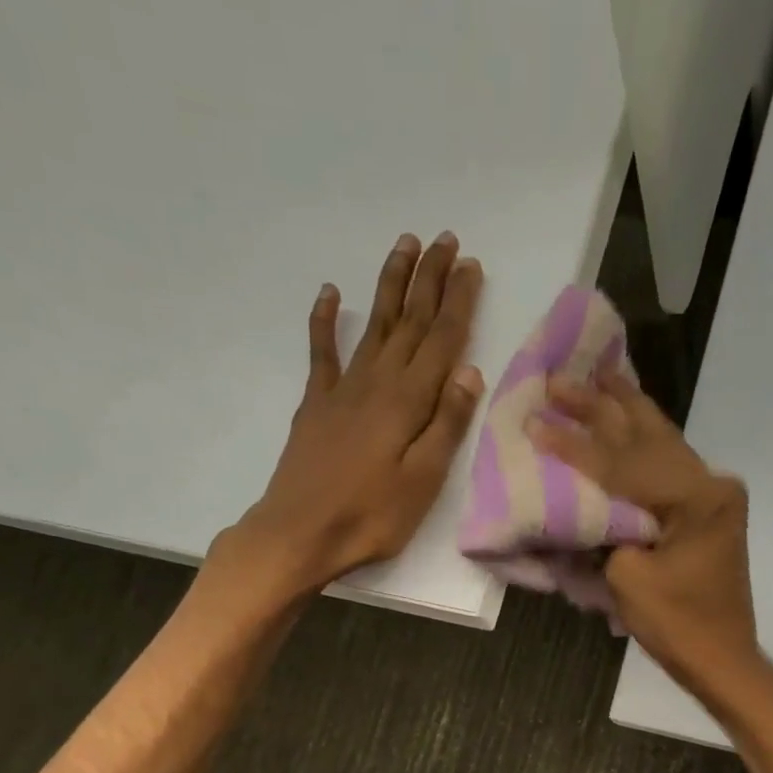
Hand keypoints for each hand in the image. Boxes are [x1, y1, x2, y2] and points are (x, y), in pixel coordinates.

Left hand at [232, 231, 484, 594]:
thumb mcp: (423, 480)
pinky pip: (322, 351)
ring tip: (405, 246)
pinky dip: (325, 320)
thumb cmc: (371, 516)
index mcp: (408, 401)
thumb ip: (446, 425)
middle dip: (430, 280)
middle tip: (446, 240)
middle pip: (410, 322)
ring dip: (390, 284)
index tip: (472, 266)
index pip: (441, 340)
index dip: (458, 302)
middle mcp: (377, 382)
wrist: (301, 532)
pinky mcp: (316, 404)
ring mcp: (342, 389)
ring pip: (374, 325)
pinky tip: (331, 293)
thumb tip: (469, 371)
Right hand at [529, 370, 767, 703]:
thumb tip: (586, 506)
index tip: (537, 418)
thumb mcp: (628, 580)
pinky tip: (627, 417)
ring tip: (596, 376)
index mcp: (697, 498)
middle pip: (647, 437)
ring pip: (661, 442)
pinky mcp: (706, 511)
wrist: (722, 659)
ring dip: (625, 411)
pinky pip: (668, 465)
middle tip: (561, 378)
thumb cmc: (677, 626)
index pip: (624, 464)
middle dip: (601, 407)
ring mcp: (712, 496)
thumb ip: (606, 533)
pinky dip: (642, 441)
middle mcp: (711, 484)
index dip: (575, 444)